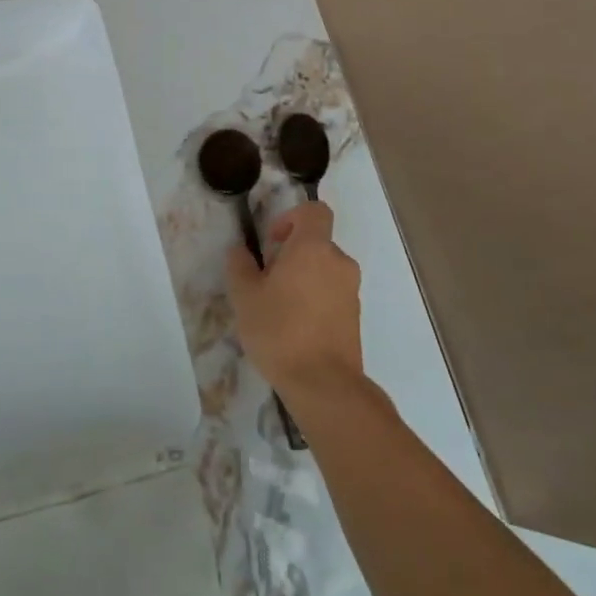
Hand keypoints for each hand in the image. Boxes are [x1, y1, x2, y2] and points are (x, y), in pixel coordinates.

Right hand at [225, 201, 364, 406]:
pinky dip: (316, 300)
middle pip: (316, 243)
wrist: (324, 385)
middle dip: (292, 255)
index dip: (292, 217)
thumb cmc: (280, 331)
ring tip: (280, 309)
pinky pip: (333, 294)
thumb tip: (240, 251)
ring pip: (324, 270)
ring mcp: (351, 290)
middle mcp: (338, 262)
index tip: (273, 242)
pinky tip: (296, 328)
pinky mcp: (355, 316)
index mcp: (313, 248)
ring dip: (304, 279)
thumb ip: (240, 266)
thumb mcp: (245, 297)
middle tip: (268, 281)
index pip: (314, 211)